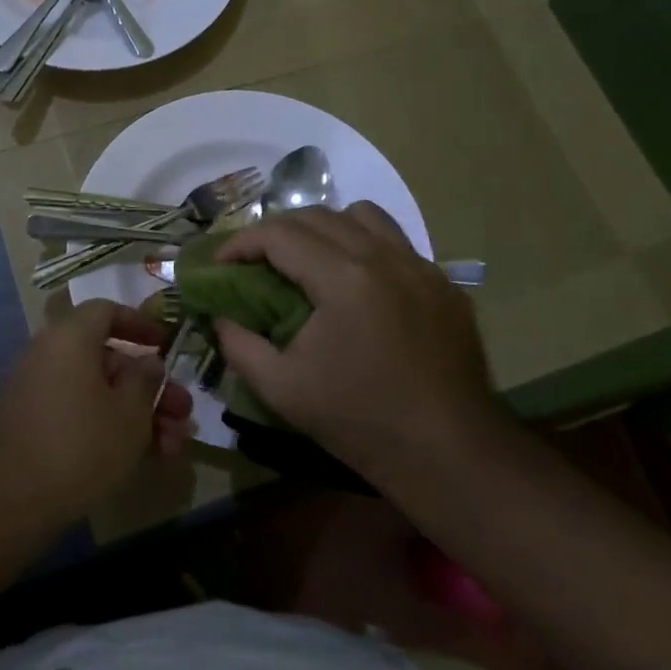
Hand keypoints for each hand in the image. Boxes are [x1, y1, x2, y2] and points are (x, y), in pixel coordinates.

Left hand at [0, 300, 193, 530]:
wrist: (9, 500)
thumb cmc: (80, 444)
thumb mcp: (129, 413)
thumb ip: (145, 380)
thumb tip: (147, 361)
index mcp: (70, 337)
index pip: (106, 310)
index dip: (140, 323)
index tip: (166, 344)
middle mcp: (50, 354)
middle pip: (109, 359)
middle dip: (151, 387)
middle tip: (183, 413)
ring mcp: (39, 391)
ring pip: (99, 392)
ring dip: (138, 414)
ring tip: (173, 446)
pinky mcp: (35, 424)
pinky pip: (81, 413)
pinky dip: (111, 427)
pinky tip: (145, 459)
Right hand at [212, 203, 506, 488]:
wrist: (450, 454)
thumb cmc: (360, 421)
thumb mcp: (282, 389)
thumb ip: (239, 345)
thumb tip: (220, 317)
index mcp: (344, 279)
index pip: (280, 234)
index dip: (242, 242)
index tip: (222, 262)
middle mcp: (384, 258)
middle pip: (317, 216)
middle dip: (276, 231)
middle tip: (256, 261)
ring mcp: (421, 267)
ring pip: (363, 215)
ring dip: (325, 227)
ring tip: (309, 260)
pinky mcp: (444, 284)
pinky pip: (396, 242)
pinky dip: (365, 246)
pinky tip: (357, 284)